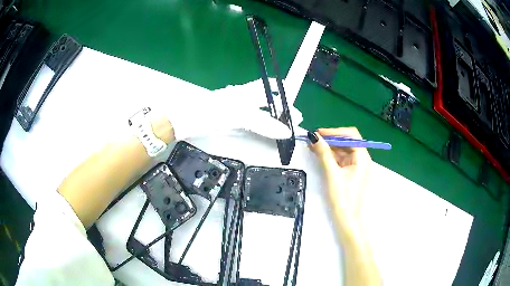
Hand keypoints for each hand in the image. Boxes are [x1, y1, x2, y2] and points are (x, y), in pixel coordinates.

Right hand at [309, 127, 370, 226]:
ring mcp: (356, 166)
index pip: (351, 135)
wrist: (347, 219)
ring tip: (312, 146)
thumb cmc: (343, 197)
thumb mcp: (332, 173)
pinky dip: (330, 156)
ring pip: (342, 150)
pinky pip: (340, 159)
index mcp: (362, 157)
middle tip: (313, 139)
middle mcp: (361, 159)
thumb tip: (313, 136)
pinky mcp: (350, 172)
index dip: (335, 132)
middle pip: (346, 142)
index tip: (319, 133)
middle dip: (330, 139)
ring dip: (329, 147)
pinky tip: (319, 154)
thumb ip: (324, 153)